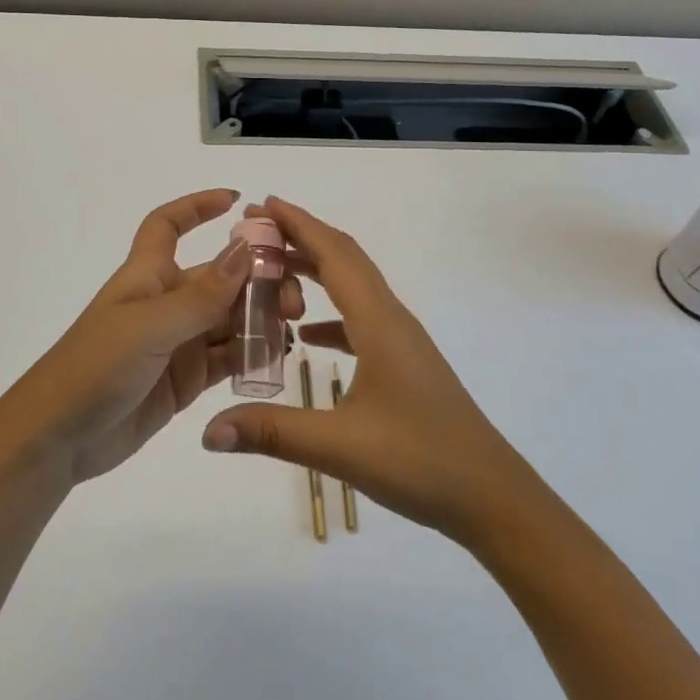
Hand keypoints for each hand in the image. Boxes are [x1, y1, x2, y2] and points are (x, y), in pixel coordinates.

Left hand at [0, 189, 304, 485]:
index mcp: (148, 275)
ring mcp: (177, 342)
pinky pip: (227, 358)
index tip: (237, 200)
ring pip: (229, 318)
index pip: (168, 225)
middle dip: (257, 279)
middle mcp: (166, 302)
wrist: (58, 438)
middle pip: (219, 276)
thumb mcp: (150, 326)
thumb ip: (202, 295)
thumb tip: (246, 250)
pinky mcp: (185, 379)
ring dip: (260, 318)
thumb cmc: (95, 366)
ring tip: (292, 329)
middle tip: (292, 300)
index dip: (197, 207)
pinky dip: (252, 354)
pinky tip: (277, 357)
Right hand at [201, 196, 543, 545]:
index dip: (298, 224)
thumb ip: (271, 432)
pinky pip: (360, 320)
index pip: (333, 254)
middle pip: (345, 259)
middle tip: (257, 230)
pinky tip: (307, 334)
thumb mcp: (339, 446)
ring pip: (354, 288)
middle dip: (303, 236)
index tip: (261, 203)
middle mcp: (391, 319)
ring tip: (272, 273)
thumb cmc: (420, 460)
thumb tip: (208, 431)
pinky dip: (331, 314)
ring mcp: (402, 341)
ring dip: (316, 271)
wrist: (491, 496)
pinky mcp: (405, 364)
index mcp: (378, 322)